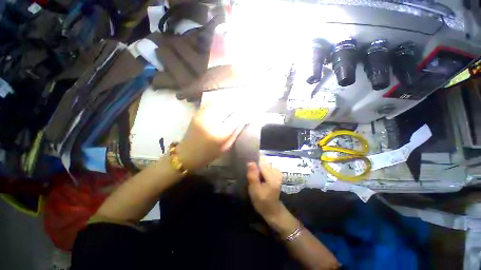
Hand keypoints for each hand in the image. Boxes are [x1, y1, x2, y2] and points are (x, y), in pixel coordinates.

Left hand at [177, 104, 245, 170]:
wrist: (186, 154)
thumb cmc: (208, 154)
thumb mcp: (225, 147)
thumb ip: (235, 133)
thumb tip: (243, 121)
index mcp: (220, 134)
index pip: (236, 118)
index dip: (244, 112)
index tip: (250, 110)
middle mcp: (211, 122)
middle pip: (228, 107)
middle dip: (238, 104)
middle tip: (244, 104)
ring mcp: (202, 116)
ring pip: (219, 102)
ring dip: (229, 101)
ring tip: (235, 101)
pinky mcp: (197, 113)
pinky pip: (210, 103)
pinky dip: (218, 101)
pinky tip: (223, 102)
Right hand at [246, 159, 283, 218]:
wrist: (272, 210)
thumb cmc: (262, 201)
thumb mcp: (255, 190)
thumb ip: (253, 175)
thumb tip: (250, 162)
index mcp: (272, 175)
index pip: (261, 162)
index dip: (253, 163)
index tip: (247, 167)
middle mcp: (276, 171)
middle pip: (263, 162)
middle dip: (255, 166)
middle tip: (250, 174)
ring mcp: (277, 172)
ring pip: (264, 164)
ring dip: (258, 168)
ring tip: (253, 175)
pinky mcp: (276, 174)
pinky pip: (266, 167)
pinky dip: (261, 170)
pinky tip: (257, 176)